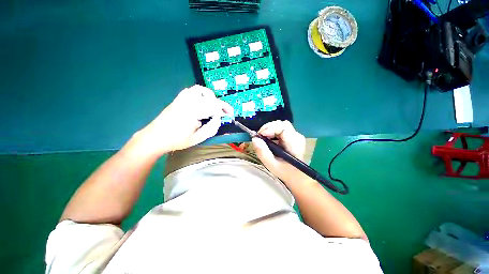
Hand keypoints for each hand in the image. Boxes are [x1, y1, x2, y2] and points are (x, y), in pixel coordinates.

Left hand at [135, 85, 232, 155]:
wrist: (155, 137)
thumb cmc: (177, 140)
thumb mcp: (197, 138)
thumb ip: (211, 128)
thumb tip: (219, 118)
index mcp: (193, 112)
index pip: (214, 105)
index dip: (225, 109)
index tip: (230, 114)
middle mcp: (188, 101)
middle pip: (209, 97)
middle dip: (220, 104)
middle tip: (224, 112)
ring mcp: (181, 98)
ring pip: (200, 90)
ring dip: (210, 96)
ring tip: (214, 105)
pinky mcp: (178, 99)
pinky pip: (191, 90)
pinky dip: (200, 93)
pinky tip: (202, 101)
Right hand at [252, 120, 306, 180]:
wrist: (296, 176)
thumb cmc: (284, 171)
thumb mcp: (271, 164)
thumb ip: (262, 152)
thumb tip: (255, 139)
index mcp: (294, 143)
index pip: (282, 127)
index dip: (270, 128)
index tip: (260, 135)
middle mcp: (297, 136)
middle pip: (281, 124)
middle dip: (268, 128)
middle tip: (260, 137)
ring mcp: (296, 135)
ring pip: (280, 125)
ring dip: (270, 129)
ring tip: (264, 139)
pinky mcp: (293, 136)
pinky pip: (281, 129)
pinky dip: (273, 132)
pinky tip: (269, 140)